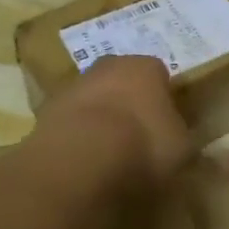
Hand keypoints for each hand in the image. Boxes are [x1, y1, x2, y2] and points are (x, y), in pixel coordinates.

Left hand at [32, 56, 193, 188]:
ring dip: (99, 119)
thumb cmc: (143, 146)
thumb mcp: (182, 148)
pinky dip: (76, 137)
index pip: (160, 75)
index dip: (164, 99)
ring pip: (93, 99)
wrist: (80, 159)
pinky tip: (83, 162)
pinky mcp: (46, 112)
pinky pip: (70, 123)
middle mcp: (108, 66)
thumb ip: (182, 138)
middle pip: (122, 80)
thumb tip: (181, 140)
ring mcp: (73, 86)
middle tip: (136, 136)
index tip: (166, 124)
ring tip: (107, 155)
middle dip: (128, 102)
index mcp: (146, 67)